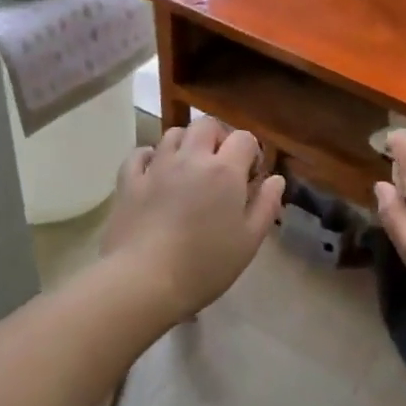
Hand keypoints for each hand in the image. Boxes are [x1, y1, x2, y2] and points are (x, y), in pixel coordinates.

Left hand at [101, 116, 285, 320]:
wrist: (144, 281)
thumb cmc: (205, 265)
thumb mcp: (249, 241)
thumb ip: (266, 205)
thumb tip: (275, 179)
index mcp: (224, 171)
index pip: (244, 138)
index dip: (251, 152)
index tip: (250, 176)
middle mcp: (191, 158)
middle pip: (206, 125)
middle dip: (218, 137)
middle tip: (221, 165)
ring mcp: (156, 167)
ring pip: (173, 134)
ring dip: (186, 143)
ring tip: (189, 169)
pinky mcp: (129, 181)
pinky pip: (140, 154)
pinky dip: (151, 157)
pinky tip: (155, 173)